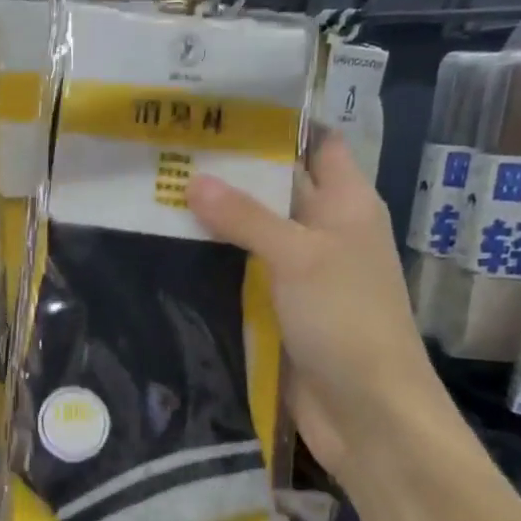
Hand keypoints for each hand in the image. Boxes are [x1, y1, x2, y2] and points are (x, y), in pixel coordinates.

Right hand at [187, 134, 442, 473]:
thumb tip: (193, 179)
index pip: (318, 143)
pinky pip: (240, 274)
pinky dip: (211, 262)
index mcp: (346, 204)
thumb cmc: (347, 321)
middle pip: (276, 187)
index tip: (223, 107)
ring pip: (252, 233)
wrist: (365, 413)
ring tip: (154, 191)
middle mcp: (323, 231)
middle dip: (230, 170)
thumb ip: (246, 216)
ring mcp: (299, 273)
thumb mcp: (298, 257)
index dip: (280, 122)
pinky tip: (167, 250)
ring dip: (213, 219)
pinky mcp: (276, 309)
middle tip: (168, 148)